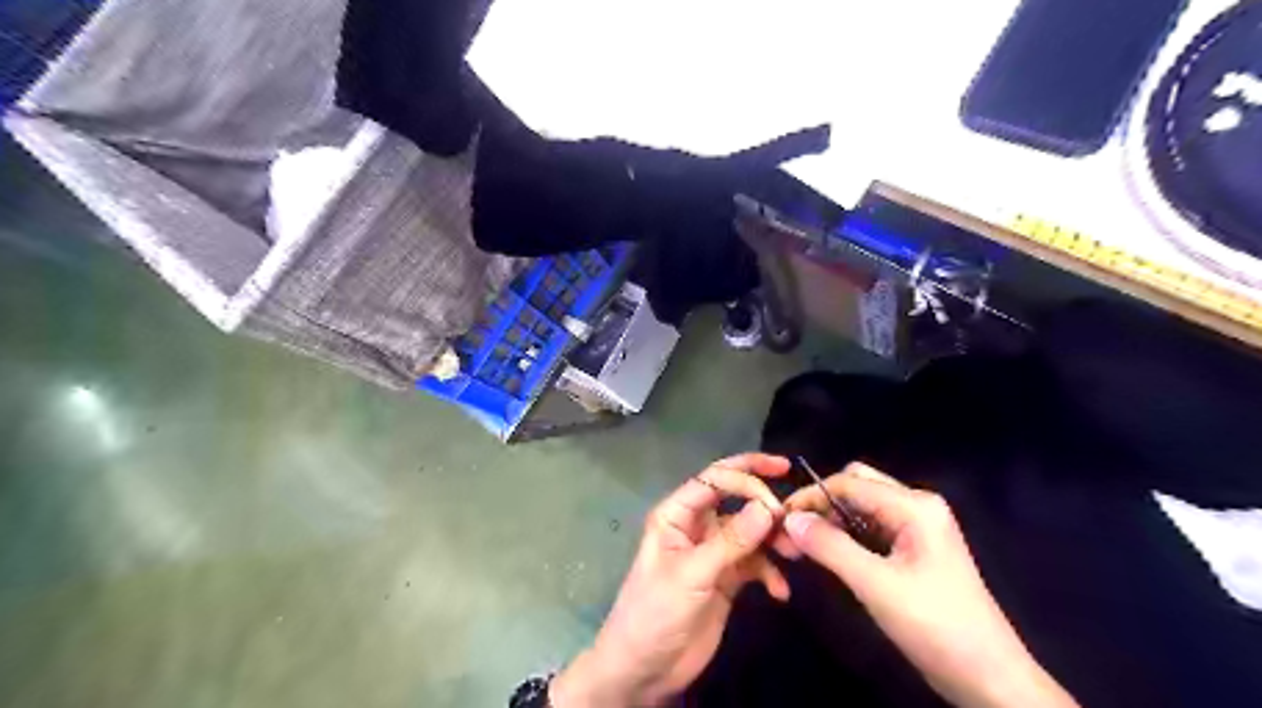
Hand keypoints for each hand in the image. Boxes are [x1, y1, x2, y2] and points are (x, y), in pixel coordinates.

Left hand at [552, 455, 784, 704]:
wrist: (645, 669)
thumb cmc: (655, 613)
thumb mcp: (692, 575)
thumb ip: (731, 541)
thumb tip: (768, 508)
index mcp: (676, 514)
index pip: (714, 480)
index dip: (747, 477)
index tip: (776, 502)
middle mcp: (696, 525)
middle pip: (735, 498)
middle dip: (764, 499)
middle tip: (796, 509)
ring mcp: (713, 551)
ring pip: (750, 531)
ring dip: (773, 539)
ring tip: (794, 554)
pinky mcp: (726, 577)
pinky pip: (754, 563)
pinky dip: (769, 572)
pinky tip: (779, 591)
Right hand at [785, 463, 1078, 707]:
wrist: (989, 677)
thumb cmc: (936, 626)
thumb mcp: (876, 585)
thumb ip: (830, 547)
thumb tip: (790, 519)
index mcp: (914, 505)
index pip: (848, 483)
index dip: (810, 497)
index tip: (779, 519)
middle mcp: (917, 505)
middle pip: (856, 486)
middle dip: (822, 503)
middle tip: (794, 530)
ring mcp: (918, 526)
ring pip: (862, 506)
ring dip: (832, 519)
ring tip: (804, 543)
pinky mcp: (915, 547)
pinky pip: (872, 526)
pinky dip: (847, 533)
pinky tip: (831, 553)